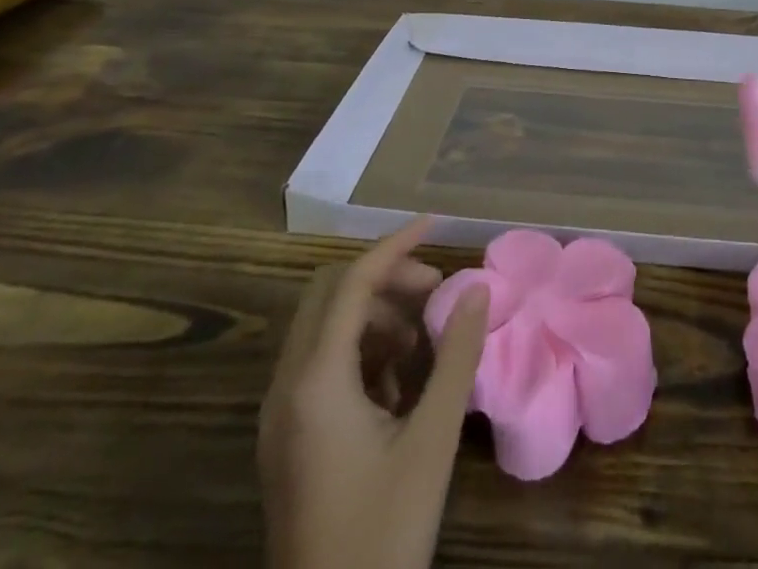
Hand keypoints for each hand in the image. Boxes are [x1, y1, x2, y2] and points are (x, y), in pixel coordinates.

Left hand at [259, 219, 490, 568]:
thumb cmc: (383, 532)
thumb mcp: (431, 440)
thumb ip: (455, 356)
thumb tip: (477, 288)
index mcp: (314, 382)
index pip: (351, 283)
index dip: (394, 246)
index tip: (435, 224)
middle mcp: (286, 388)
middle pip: (330, 296)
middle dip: (385, 280)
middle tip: (434, 292)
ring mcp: (280, 417)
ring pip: (324, 329)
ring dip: (374, 317)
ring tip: (424, 344)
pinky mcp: (287, 441)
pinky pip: (320, 366)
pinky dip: (361, 353)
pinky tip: (400, 385)